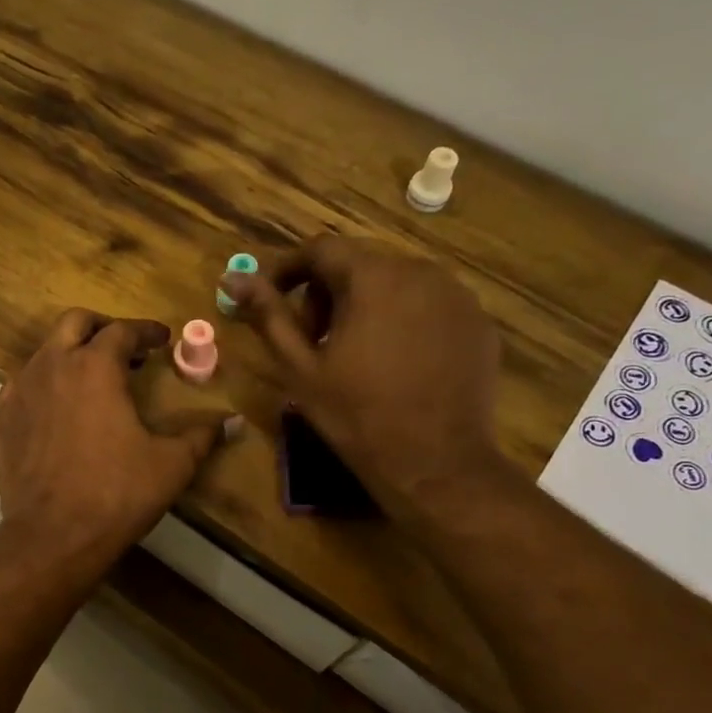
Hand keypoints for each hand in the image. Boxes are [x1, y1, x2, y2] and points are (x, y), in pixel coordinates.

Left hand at [0, 310, 236, 566]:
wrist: (52, 536)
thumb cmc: (117, 493)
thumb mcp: (171, 464)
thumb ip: (202, 436)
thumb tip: (235, 422)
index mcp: (95, 367)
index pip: (122, 331)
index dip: (146, 331)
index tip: (162, 339)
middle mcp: (53, 366)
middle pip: (75, 322)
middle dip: (103, 327)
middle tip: (126, 348)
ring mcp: (22, 390)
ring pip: (46, 350)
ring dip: (73, 353)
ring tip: (95, 379)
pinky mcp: (3, 418)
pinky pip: (25, 382)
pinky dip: (47, 381)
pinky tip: (61, 407)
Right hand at [225, 237, 508, 515]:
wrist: (436, 463)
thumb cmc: (357, 416)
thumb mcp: (300, 367)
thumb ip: (268, 315)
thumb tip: (232, 277)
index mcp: (373, 277)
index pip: (320, 249)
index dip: (288, 271)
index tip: (272, 302)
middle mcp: (421, 271)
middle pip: (359, 263)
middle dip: (326, 293)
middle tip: (313, 340)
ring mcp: (457, 296)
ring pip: (396, 283)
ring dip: (366, 306)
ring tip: (355, 354)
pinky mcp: (478, 322)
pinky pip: (429, 305)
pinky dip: (404, 320)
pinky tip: (397, 364)